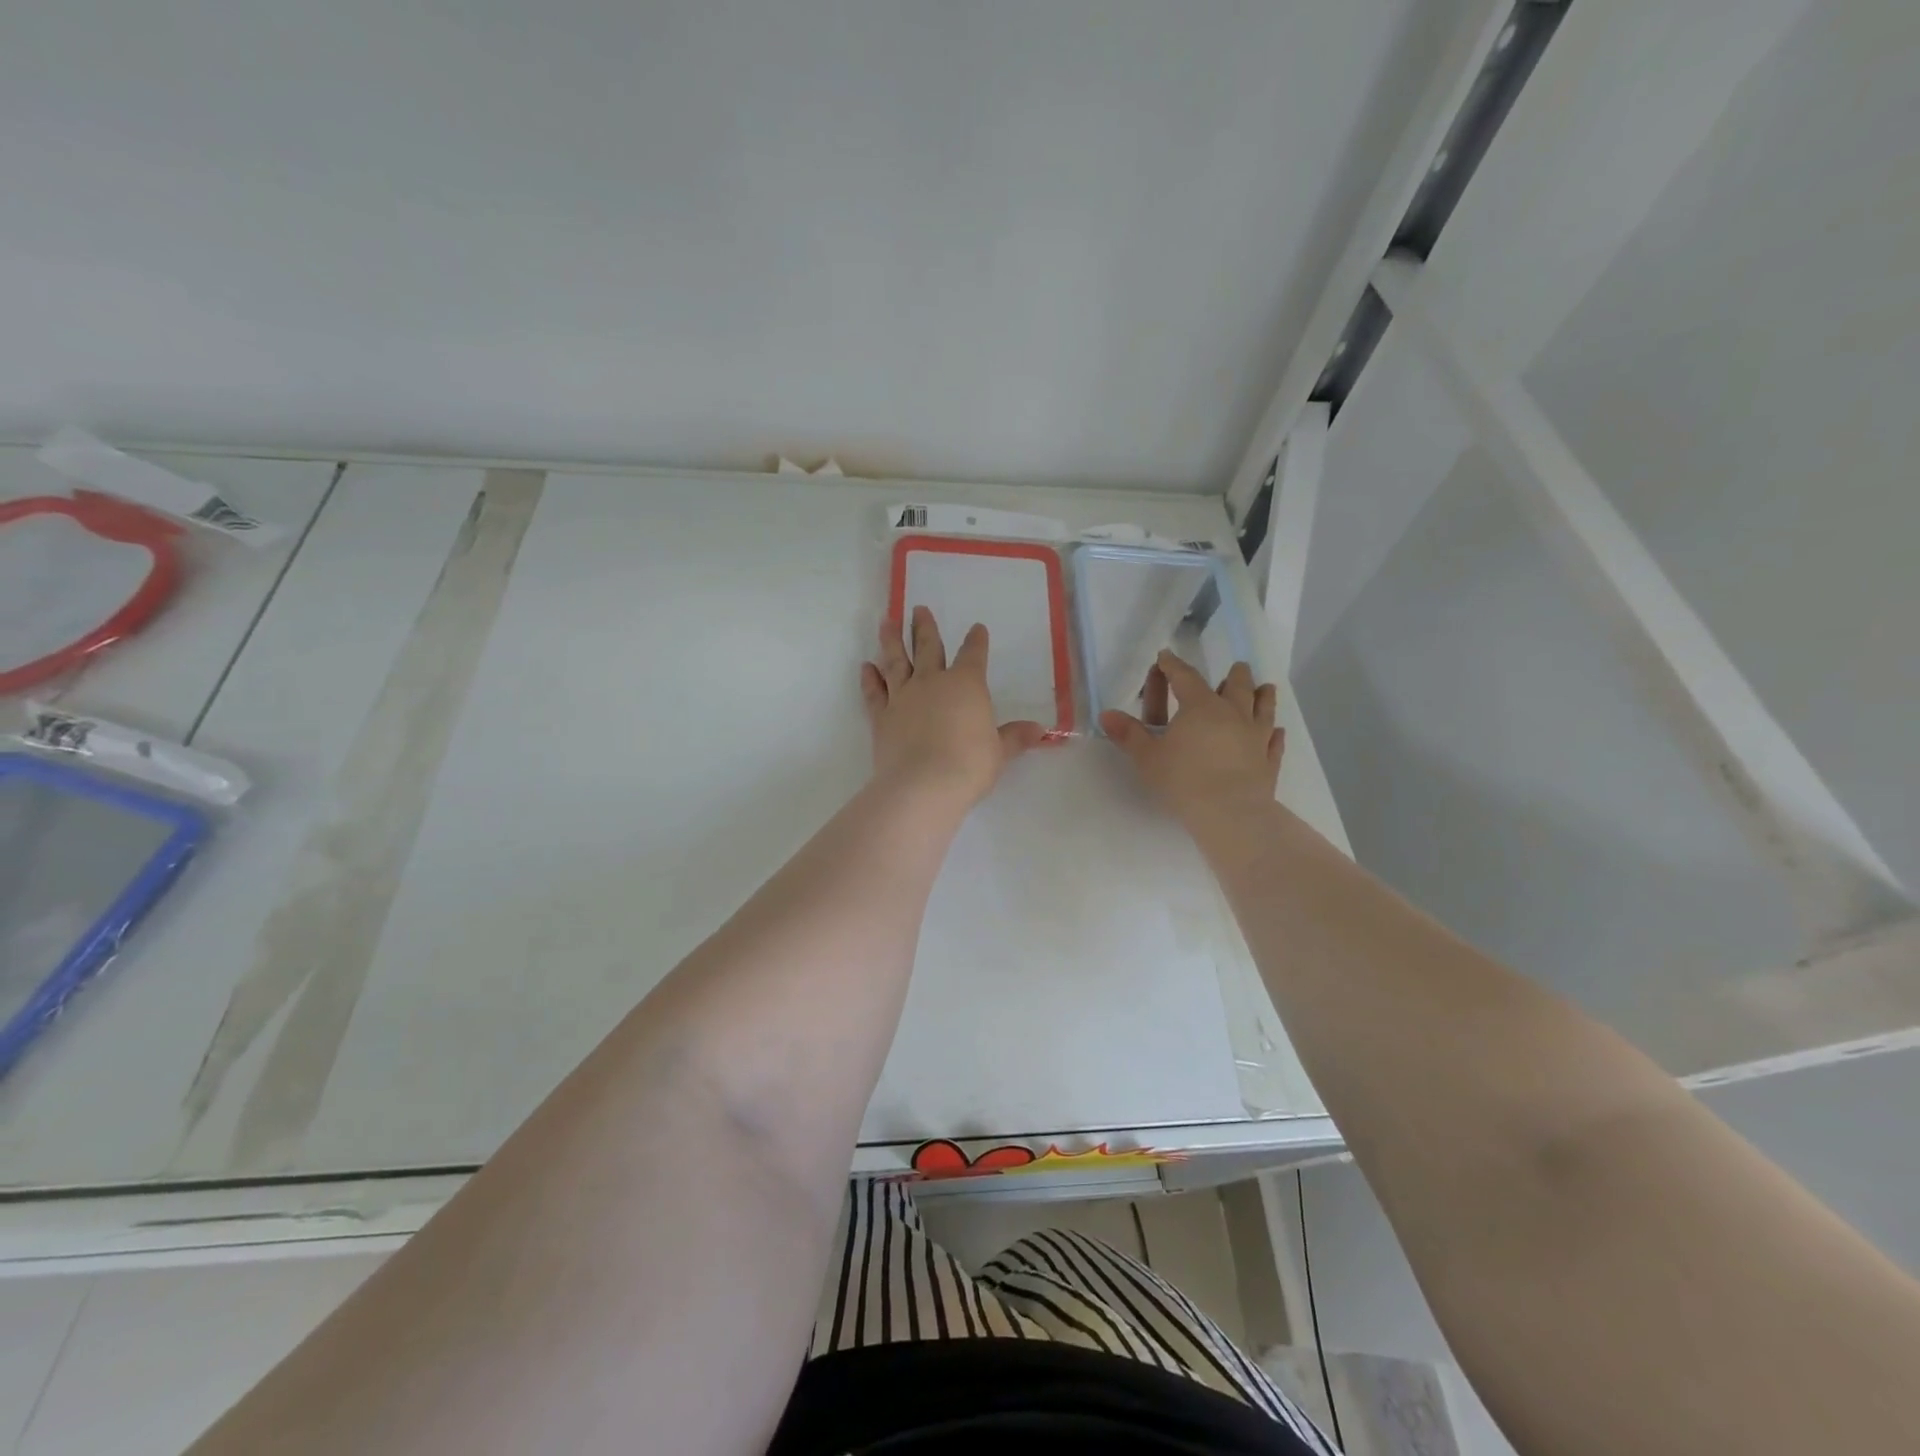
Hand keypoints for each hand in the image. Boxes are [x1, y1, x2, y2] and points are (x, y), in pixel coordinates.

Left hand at [861, 608, 1047, 808]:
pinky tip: (866, 667)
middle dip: (924, 627)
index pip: (973, 655)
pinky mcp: (882, 716)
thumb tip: (1039, 730)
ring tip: (886, 622)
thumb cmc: (969, 765)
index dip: (976, 641)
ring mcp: (903, 697)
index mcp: (966, 685)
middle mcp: (932, 682)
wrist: (923, 784)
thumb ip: (1014, 737)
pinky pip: (874, 692)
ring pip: (896, 661)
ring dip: (891, 641)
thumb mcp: (999, 752)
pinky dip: (869, 678)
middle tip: (918, 609)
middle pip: (928, 647)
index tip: (977, 628)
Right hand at [1100, 654, 1283, 827]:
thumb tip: (1106, 714)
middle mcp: (1232, 714)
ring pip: (1263, 709)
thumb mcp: (1147, 757)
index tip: (1166, 656)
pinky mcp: (1269, 761)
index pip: (1185, 678)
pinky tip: (1278, 731)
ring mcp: (1256, 737)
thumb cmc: (1183, 780)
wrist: (1229, 813)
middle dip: (1233, 675)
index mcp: (1200, 707)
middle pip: (1236, 687)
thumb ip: (1129, 734)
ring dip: (1264, 696)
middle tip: (1237, 666)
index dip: (1173, 666)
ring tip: (1267, 687)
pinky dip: (1276, 735)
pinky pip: (1275, 742)